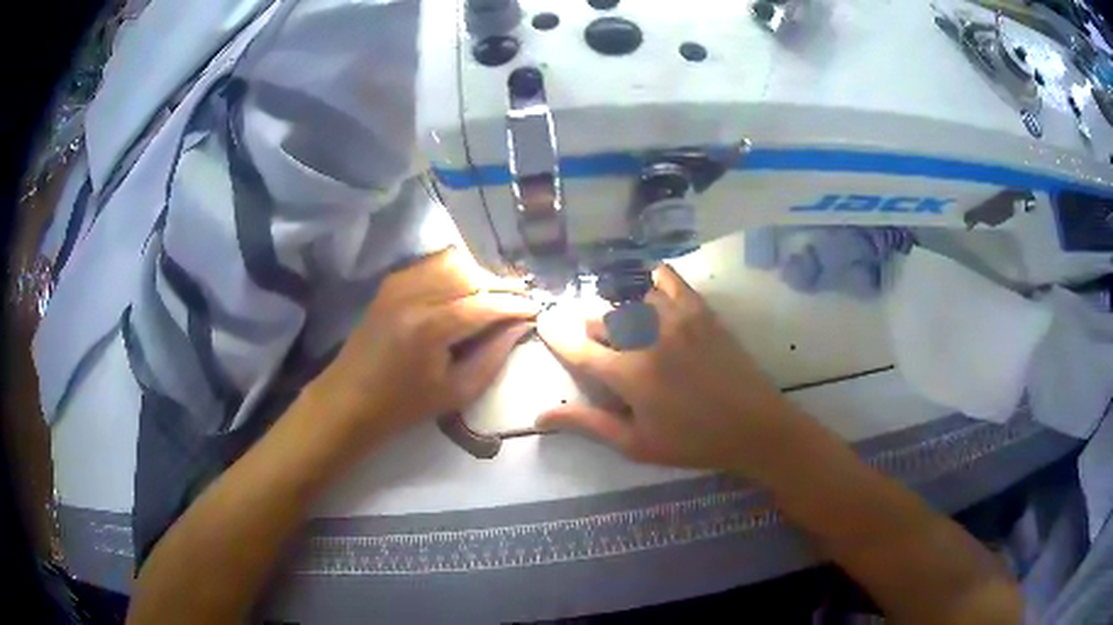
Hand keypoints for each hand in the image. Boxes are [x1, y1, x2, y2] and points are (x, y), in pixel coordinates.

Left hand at [307, 248, 539, 451]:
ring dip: (480, 275)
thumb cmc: (403, 406)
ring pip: (453, 263)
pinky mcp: (390, 283)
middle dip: (502, 286)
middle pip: (471, 275)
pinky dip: (455, 272)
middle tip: (522, 301)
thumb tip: (521, 326)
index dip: (516, 305)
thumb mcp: (456, 391)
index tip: (537, 309)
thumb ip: (494, 356)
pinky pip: (432, 264)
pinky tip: (464, 290)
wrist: (349, 400)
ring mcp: (399, 284)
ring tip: (496, 295)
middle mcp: (415, 295)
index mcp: (431, 327)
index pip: (486, 304)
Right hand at [537, 264, 804, 476]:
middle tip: (604, 352)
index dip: (556, 335)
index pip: (579, 348)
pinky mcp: (701, 310)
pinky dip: (654, 280)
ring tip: (631, 333)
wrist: (754, 426)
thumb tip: (541, 415)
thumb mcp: (636, 444)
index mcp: (630, 375)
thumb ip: (588, 424)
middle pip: (603, 319)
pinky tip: (651, 292)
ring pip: (631, 299)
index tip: (545, 323)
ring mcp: (677, 319)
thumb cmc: (693, 443)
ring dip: (622, 314)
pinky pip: (669, 279)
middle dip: (593, 332)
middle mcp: (648, 338)